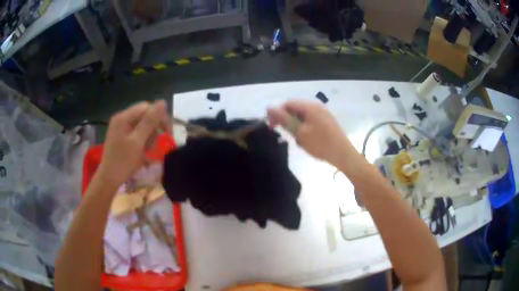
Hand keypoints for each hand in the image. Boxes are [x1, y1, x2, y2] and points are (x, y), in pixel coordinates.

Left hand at [97, 100, 170, 187]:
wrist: (109, 179)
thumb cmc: (123, 161)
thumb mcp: (138, 142)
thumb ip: (150, 122)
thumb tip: (163, 102)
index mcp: (123, 117)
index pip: (146, 108)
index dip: (159, 117)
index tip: (167, 132)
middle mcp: (121, 119)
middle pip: (144, 115)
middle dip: (153, 128)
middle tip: (157, 144)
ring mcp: (120, 127)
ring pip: (141, 124)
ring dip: (149, 135)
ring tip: (149, 150)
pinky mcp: (121, 136)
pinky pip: (136, 132)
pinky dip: (143, 140)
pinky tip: (143, 150)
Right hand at [267, 100, 354, 164]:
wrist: (343, 155)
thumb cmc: (321, 144)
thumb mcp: (299, 132)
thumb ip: (284, 119)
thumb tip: (269, 107)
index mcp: (310, 106)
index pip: (288, 103)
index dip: (277, 113)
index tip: (271, 127)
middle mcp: (317, 106)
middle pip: (295, 108)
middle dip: (287, 121)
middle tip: (284, 135)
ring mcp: (323, 113)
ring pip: (302, 116)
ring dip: (296, 126)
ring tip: (297, 140)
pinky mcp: (326, 121)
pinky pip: (310, 121)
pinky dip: (304, 128)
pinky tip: (306, 140)